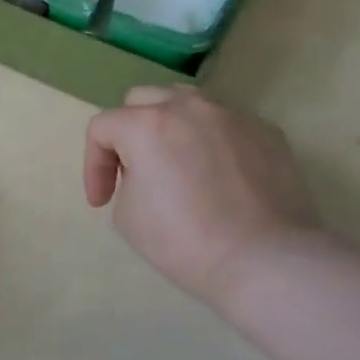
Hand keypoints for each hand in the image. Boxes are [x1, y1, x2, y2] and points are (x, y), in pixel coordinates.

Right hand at [84, 87, 320, 309]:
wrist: (264, 258)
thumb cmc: (184, 241)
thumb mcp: (126, 216)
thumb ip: (126, 179)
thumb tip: (148, 173)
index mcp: (146, 124)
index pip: (102, 128)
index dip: (93, 165)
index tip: (102, 201)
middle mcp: (188, 106)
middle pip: (142, 100)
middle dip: (129, 132)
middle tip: (134, 171)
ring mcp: (231, 114)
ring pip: (187, 103)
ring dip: (170, 126)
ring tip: (176, 162)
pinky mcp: (266, 130)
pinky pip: (224, 124)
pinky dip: (211, 141)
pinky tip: (218, 177)